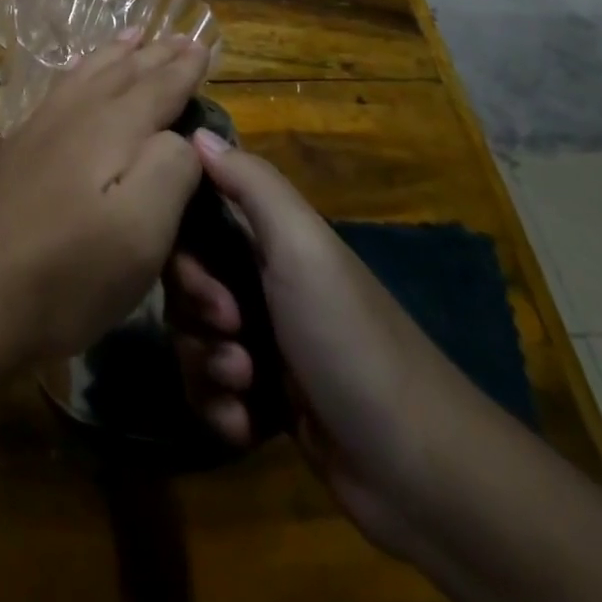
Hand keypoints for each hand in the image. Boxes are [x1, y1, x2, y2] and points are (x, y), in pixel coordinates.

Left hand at [0, 34, 209, 375]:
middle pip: (120, 73)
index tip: (202, 46)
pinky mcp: (14, 151)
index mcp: (110, 129)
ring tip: (132, 36)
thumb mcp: (138, 232)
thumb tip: (179, 136)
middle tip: (177, 37)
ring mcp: (37, 130)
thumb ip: (170, 170)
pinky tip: (76, 80)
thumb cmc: (64, 272)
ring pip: (85, 75)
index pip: (157, 88)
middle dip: (153, 55)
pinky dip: (79, 72)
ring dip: (114, 54)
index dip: (183, 69)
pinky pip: (59, 90)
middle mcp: (73, 116)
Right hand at [166, 136, 490, 557]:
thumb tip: (195, 130)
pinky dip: (219, 408)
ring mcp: (262, 344)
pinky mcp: (263, 400)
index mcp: (269, 240)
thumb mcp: (302, 247)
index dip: (180, 245)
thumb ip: (251, 182)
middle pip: (183, 284)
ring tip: (245, 386)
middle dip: (194, 314)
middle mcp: (260, 283)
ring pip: (190, 340)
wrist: (420, 471)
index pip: (194, 220)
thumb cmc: (350, 338)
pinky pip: (208, 392)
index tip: (196, 272)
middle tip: (232, 332)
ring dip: (206, 366)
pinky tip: (247, 424)